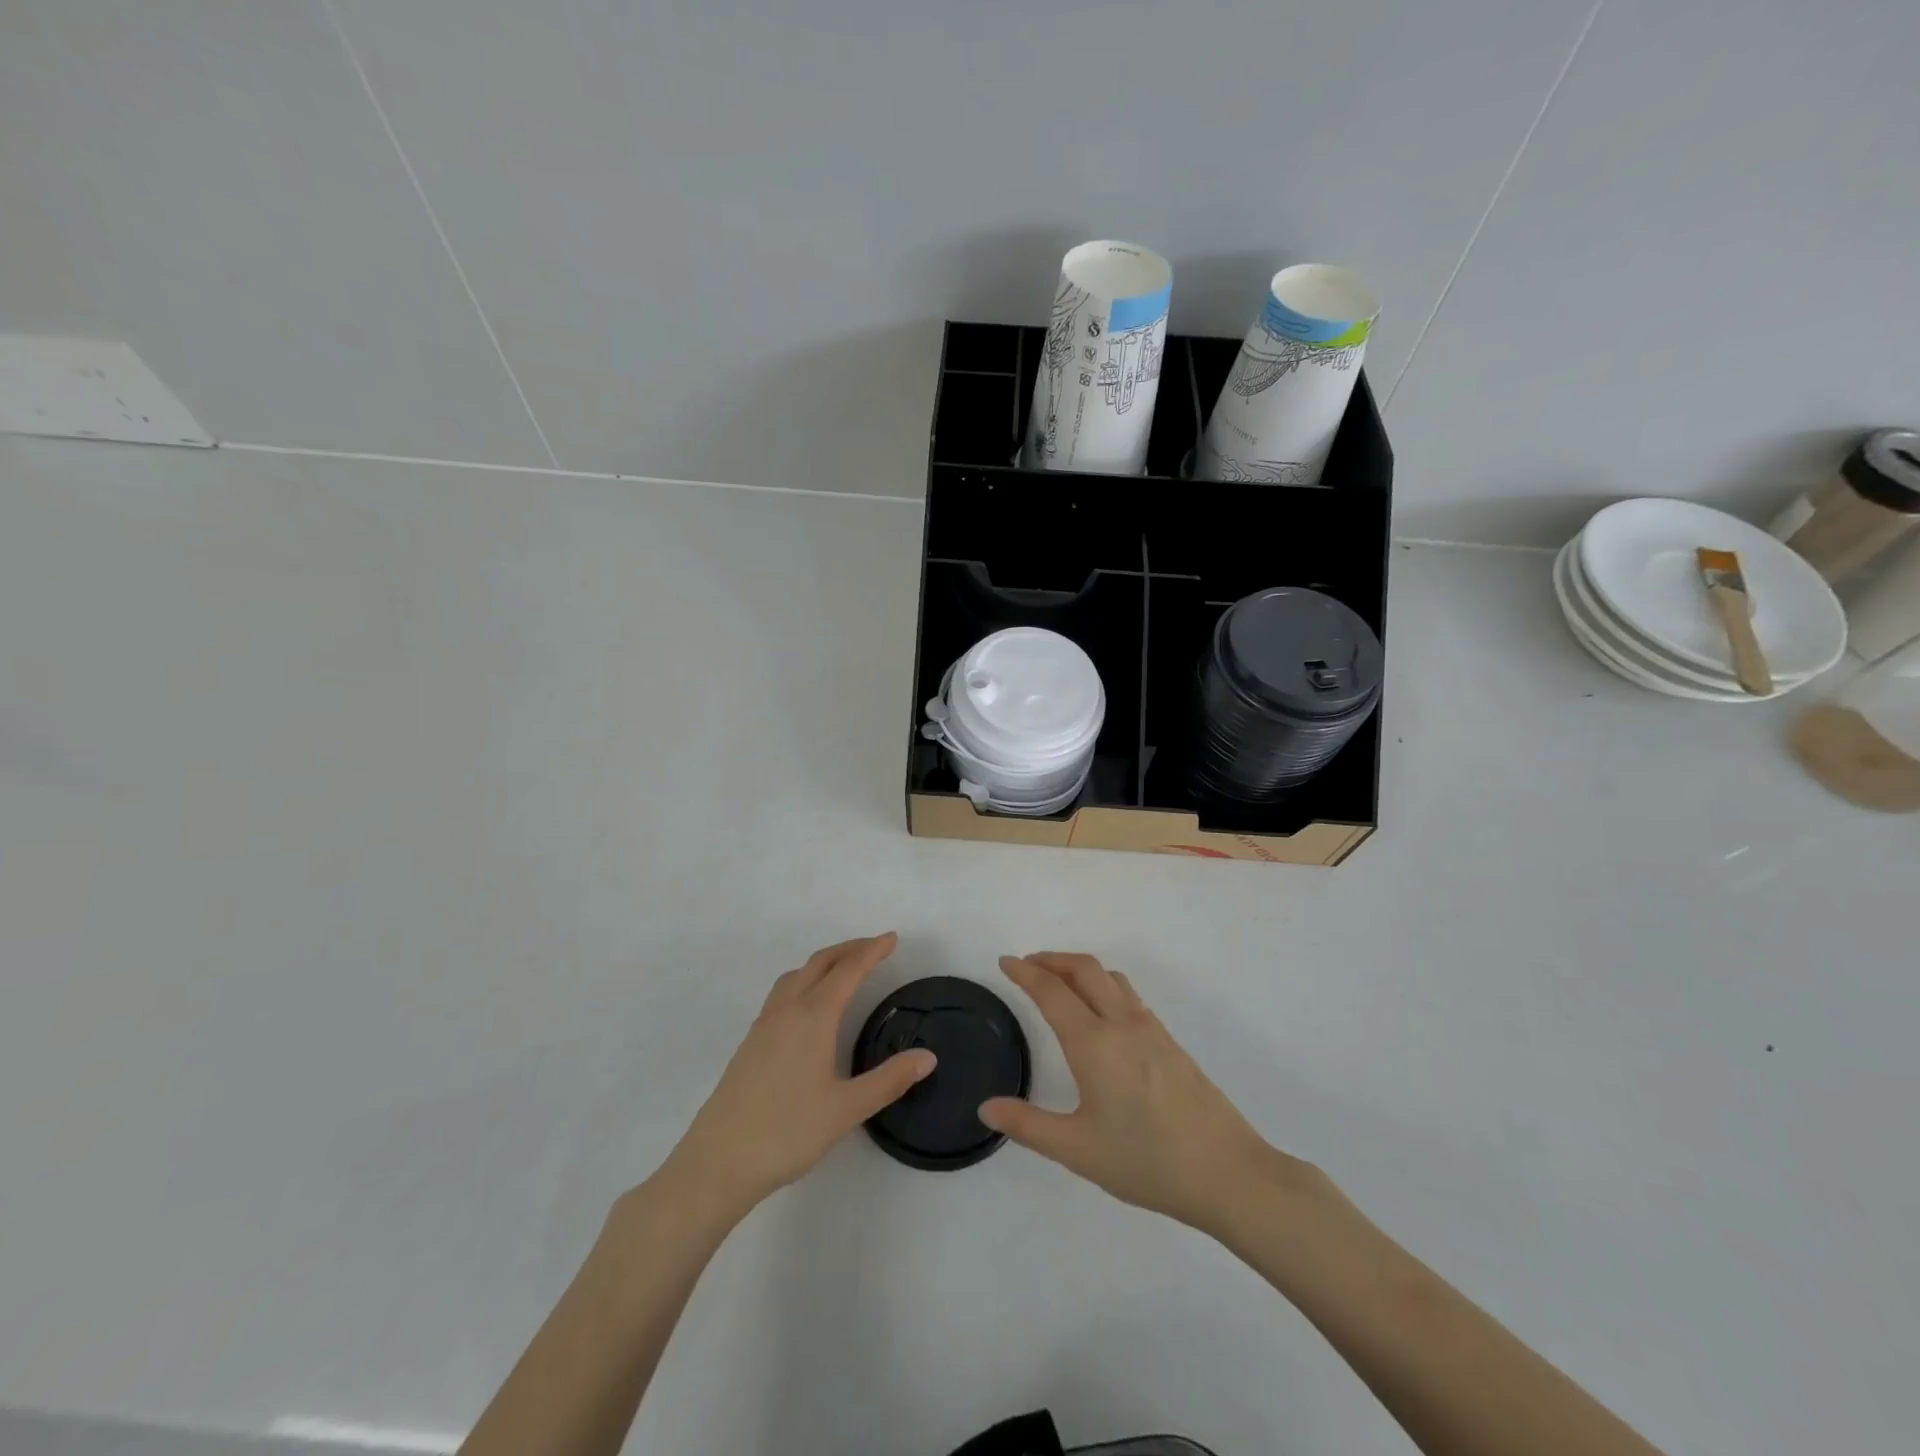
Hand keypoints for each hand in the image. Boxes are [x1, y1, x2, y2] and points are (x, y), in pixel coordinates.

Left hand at [659, 934, 935, 1219]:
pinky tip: (810, 1007)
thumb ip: (889, 1080)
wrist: (718, 1162)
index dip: (872, 951)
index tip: (892, 938)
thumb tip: (928, 1057)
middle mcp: (787, 1010)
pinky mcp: (750, 1042)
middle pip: (820, 963)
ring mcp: (764, 1025)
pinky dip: (805, 980)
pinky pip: (783, 992)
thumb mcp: (847, 1109)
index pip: (848, 970)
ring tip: (844, 969)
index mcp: (813, 1016)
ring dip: (824, 962)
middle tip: (875, 948)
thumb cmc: (787, 1132)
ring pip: (797, 975)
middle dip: (849, 949)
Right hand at [980, 953, 1301, 1235]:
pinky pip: (1128, 995)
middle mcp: (1121, 1023)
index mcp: (1094, 1043)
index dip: (1025, 972)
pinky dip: (1103, 985)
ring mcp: (1150, 1029)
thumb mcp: (1078, 1150)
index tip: (1004, 962)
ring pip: (1110, 977)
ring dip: (1079, 968)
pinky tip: (1101, 1012)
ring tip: (1060, 981)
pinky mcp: (1169, 1041)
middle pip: (1084, 969)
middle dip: (1052, 959)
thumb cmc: (1146, 1161)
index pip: (1051, 991)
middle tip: (1027, 965)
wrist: (1227, 1172)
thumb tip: (986, 1108)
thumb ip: (1028, 1126)